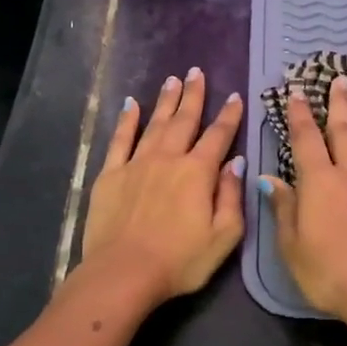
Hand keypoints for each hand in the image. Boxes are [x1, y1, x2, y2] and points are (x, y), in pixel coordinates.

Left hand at [79, 68, 244, 308]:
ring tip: (173, 80)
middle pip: (184, 120)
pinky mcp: (110, 175)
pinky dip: (127, 120)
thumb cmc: (180, 261)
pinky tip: (131, 105)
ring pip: (155, 124)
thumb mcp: (223, 236)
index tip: (235, 96)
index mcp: (198, 172)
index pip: (218, 137)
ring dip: (165, 101)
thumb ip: (232, 196)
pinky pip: (120, 140)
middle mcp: (168, 159)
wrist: (124, 273)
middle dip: (193, 96)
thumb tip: (236, 163)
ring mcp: (136, 164)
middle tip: (197, 72)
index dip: (229, 116)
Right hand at [260, 75, 346, 331]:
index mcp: (319, 183)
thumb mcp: (292, 246)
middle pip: (344, 131)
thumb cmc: (330, 274)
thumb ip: (284, 208)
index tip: (297, 92)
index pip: (306, 140)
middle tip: (340, 79)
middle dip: (339, 103)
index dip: (300, 114)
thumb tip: (270, 178)